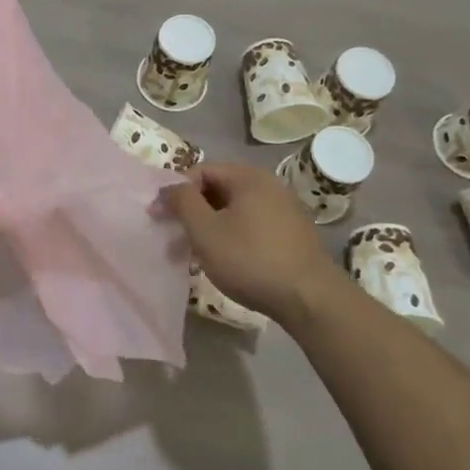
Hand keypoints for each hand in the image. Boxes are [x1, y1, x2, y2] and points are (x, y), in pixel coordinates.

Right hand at [164, 161, 344, 328]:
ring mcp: (283, 208)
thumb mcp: (205, 231)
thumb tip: (167, 187)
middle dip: (192, 211)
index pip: (200, 171)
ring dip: (210, 226)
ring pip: (234, 210)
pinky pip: (251, 224)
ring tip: (194, 254)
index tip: (160, 218)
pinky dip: (231, 235)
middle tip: (174, 237)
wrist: (310, 298)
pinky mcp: (291, 232)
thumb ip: (182, 202)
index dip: (176, 191)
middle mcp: (268, 184)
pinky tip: (224, 260)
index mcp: (248, 177)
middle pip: (218, 189)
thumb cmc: (251, 259)